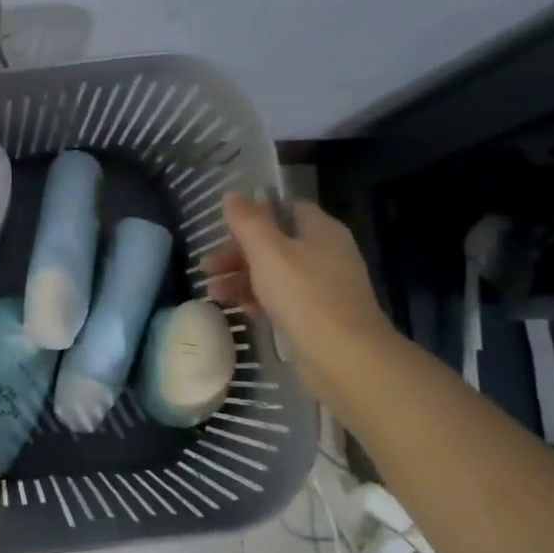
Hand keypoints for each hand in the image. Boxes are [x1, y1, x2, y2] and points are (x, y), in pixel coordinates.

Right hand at [201, 194, 395, 395]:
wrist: (345, 357)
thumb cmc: (304, 295)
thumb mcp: (267, 252)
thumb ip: (247, 221)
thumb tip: (233, 195)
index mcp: (320, 230)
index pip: (287, 208)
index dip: (255, 214)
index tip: (225, 227)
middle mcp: (326, 253)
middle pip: (276, 243)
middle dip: (237, 253)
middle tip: (208, 267)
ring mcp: (325, 286)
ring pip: (276, 273)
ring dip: (242, 279)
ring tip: (214, 294)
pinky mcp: (320, 316)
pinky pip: (284, 299)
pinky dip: (260, 300)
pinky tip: (240, 310)